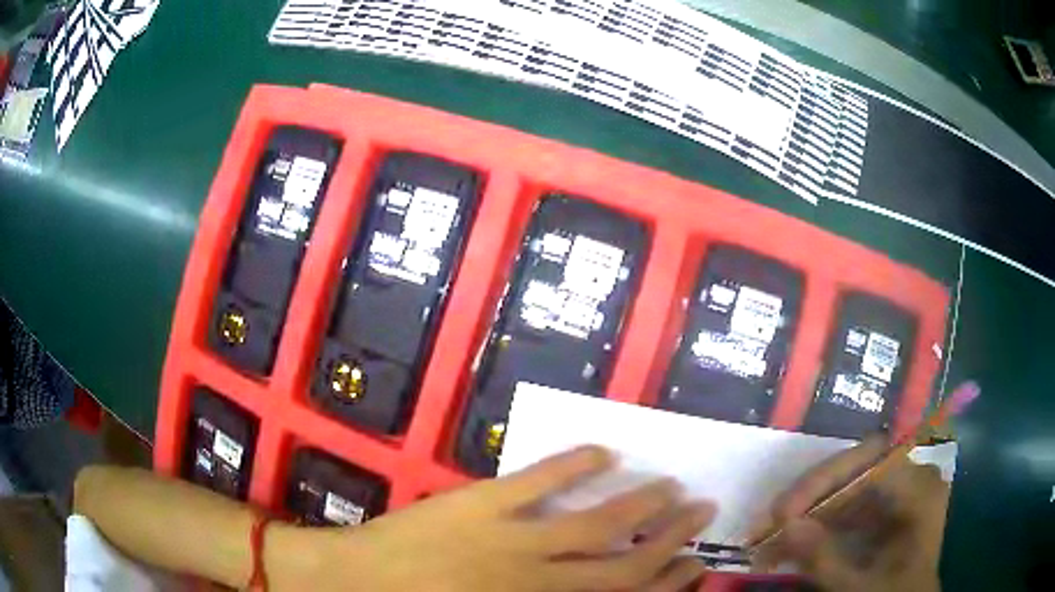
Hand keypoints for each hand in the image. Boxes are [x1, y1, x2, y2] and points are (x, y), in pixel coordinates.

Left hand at [269, 446, 715, 591]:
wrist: (354, 583)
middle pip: (628, 562)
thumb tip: (589, 587)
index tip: (694, 563)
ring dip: (643, 503)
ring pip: (599, 522)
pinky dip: (575, 463)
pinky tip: (602, 451)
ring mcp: (515, 539)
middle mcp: (543, 580)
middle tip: (702, 512)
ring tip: (672, 484)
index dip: (668, 582)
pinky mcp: (484, 504)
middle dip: (673, 538)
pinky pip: (541, 480)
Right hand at [748, 437, 949, 591]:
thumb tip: (785, 525)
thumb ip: (825, 558)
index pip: (869, 461)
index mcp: (920, 489)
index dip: (823, 481)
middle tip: (771, 524)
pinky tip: (793, 544)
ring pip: (848, 487)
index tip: (783, 513)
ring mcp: (901, 492)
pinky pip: (850, 505)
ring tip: (772, 539)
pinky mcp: (888, 509)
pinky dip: (820, 524)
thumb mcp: (858, 586)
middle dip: (810, 497)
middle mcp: (914, 478)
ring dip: (810, 512)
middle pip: (856, 469)